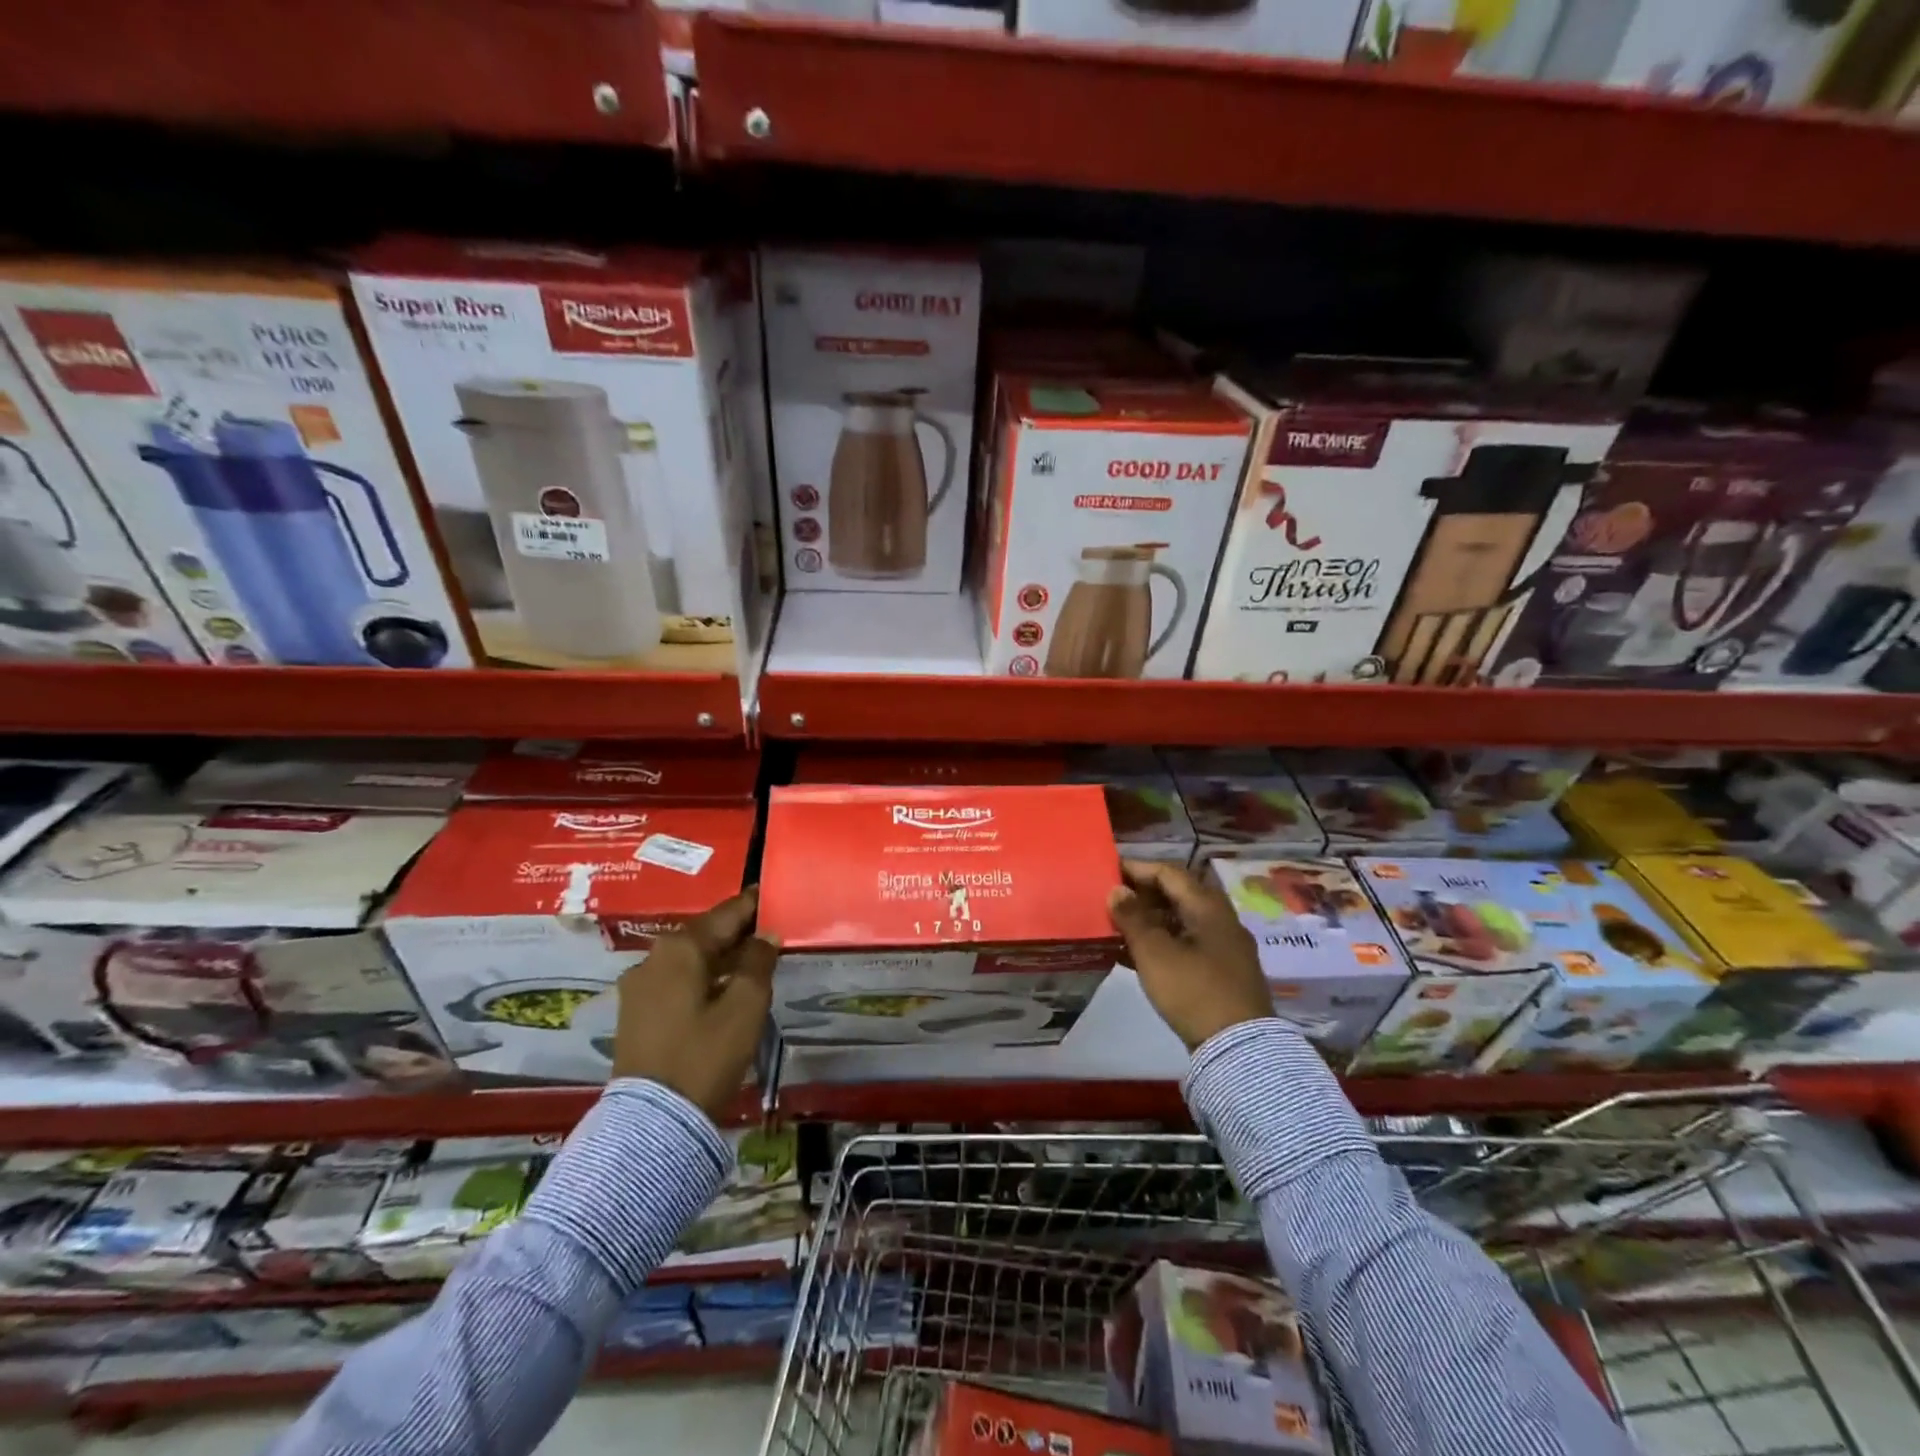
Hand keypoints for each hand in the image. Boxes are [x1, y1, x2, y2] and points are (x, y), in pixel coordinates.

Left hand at [611, 887, 778, 1120]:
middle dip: (739, 932)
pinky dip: (703, 977)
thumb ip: (759, 962)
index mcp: (680, 948)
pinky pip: (677, 980)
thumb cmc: (705, 1056)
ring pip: (691, 959)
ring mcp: (639, 986)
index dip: (754, 904)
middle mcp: (653, 958)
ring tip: (754, 962)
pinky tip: (724, 989)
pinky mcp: (636, 1013)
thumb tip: (766, 934)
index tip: (775, 895)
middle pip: (706, 934)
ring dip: (722, 957)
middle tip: (772, 931)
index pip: (727, 913)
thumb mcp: (745, 1007)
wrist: (652, 1122)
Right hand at [1107, 859, 1271, 1050]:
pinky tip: (1133, 954)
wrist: (1238, 1048)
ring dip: (1148, 920)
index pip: (1169, 873)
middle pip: (1177, 895)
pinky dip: (1160, 942)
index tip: (1108, 871)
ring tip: (1116, 925)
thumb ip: (1133, 918)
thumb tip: (1117, 890)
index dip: (1137, 868)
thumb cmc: (1193, 990)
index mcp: (1208, 907)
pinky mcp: (1220, 973)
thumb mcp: (1154, 952)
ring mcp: (1223, 948)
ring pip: (1180, 921)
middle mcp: (1220, 920)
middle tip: (1110, 898)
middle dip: (1142, 894)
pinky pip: (1185, 944)